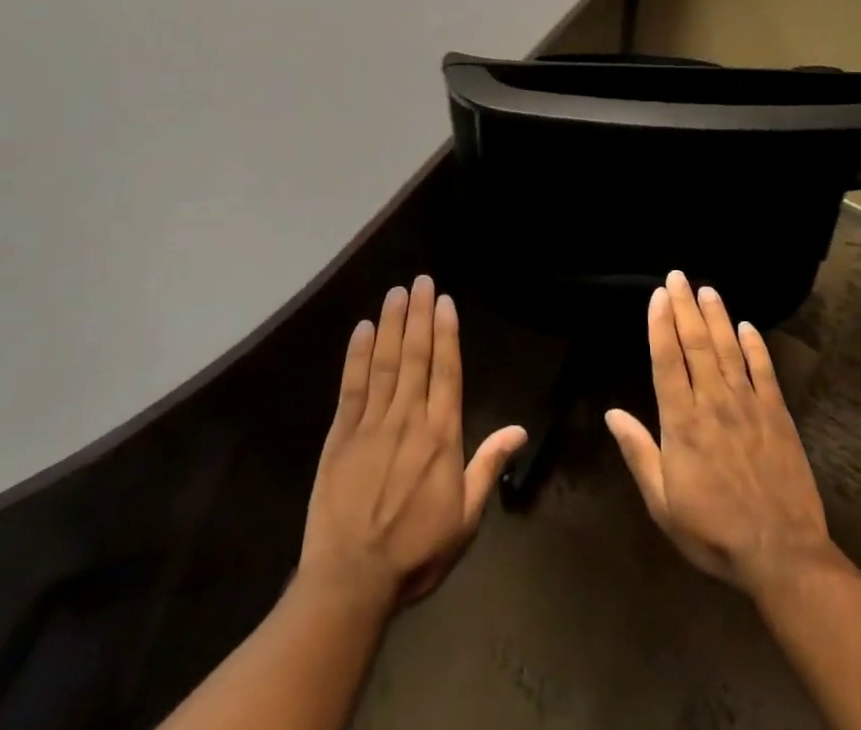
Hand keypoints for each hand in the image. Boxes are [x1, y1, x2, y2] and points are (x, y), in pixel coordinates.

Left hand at [299, 276, 526, 607]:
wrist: (351, 581)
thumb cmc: (415, 552)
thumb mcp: (465, 518)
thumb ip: (488, 466)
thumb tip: (520, 430)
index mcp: (441, 436)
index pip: (447, 371)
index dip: (446, 332)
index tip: (445, 301)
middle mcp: (408, 419)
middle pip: (416, 355)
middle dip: (420, 314)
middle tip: (421, 280)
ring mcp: (372, 424)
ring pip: (386, 362)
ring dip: (393, 323)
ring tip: (397, 291)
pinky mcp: (340, 435)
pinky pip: (352, 385)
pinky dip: (358, 354)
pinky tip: (364, 328)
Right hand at [606, 271, 837, 594]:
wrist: (782, 554)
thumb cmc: (714, 532)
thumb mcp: (663, 503)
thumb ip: (639, 453)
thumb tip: (612, 413)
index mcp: (682, 423)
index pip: (667, 360)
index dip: (660, 324)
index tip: (658, 295)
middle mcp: (714, 402)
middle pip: (697, 344)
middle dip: (685, 307)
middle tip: (678, 276)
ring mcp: (749, 405)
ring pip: (729, 349)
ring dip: (717, 316)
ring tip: (707, 289)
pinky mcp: (777, 414)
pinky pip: (764, 371)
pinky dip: (755, 346)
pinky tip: (747, 326)